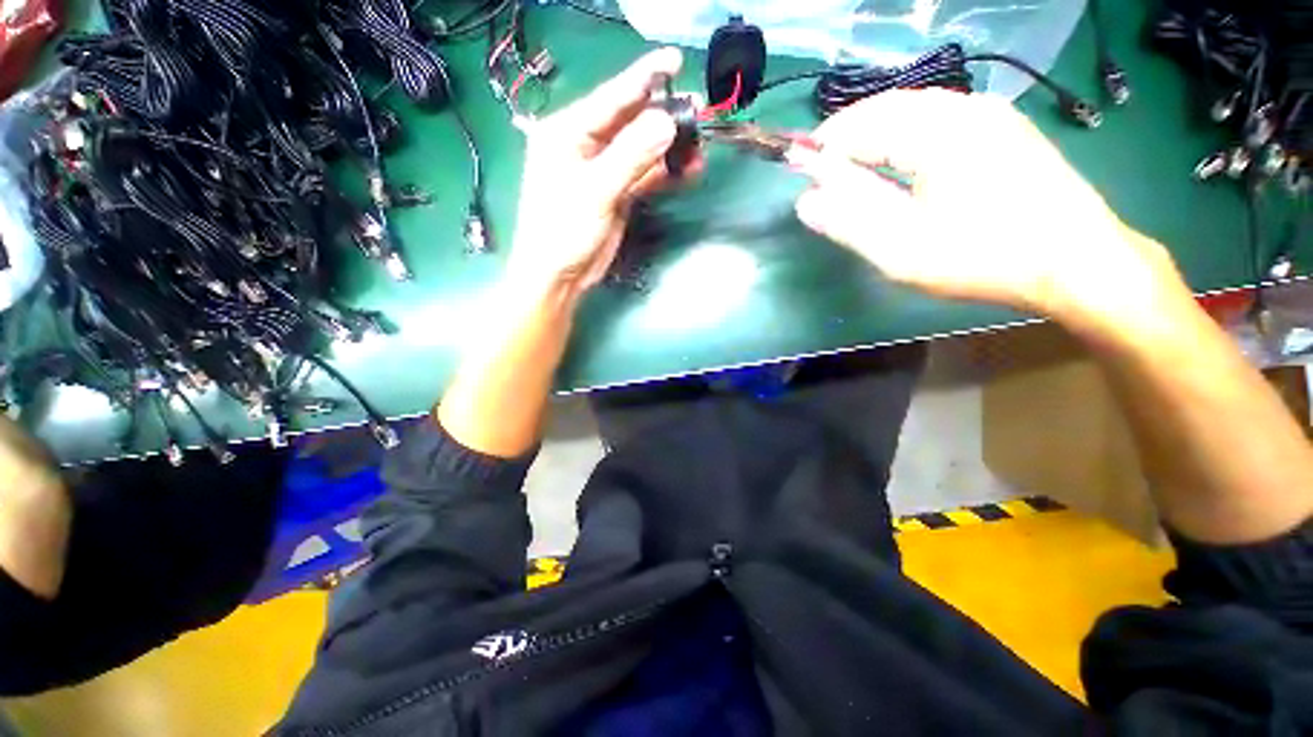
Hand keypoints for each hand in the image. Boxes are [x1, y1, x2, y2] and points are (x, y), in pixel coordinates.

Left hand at [505, 47, 695, 298]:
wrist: (560, 276)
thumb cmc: (564, 231)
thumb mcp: (595, 191)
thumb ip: (630, 156)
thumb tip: (666, 122)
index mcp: (568, 132)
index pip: (611, 98)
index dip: (644, 78)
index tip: (676, 60)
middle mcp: (586, 145)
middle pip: (630, 122)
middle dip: (663, 116)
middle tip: (696, 111)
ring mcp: (604, 170)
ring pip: (641, 149)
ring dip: (669, 149)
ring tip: (698, 146)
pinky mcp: (617, 193)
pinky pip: (645, 175)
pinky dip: (665, 173)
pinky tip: (687, 170)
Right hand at [793, 90, 1176, 325]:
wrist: (1079, 261)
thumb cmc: (985, 258)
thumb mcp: (904, 250)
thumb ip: (850, 221)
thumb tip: (806, 200)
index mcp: (936, 134)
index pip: (859, 126)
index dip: (822, 146)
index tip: (796, 167)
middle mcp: (963, 108)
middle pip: (886, 106)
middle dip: (846, 131)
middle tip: (819, 164)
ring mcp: (989, 113)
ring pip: (914, 107)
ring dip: (875, 128)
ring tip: (851, 159)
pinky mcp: (1004, 126)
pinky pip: (939, 115)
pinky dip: (905, 129)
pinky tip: (900, 154)